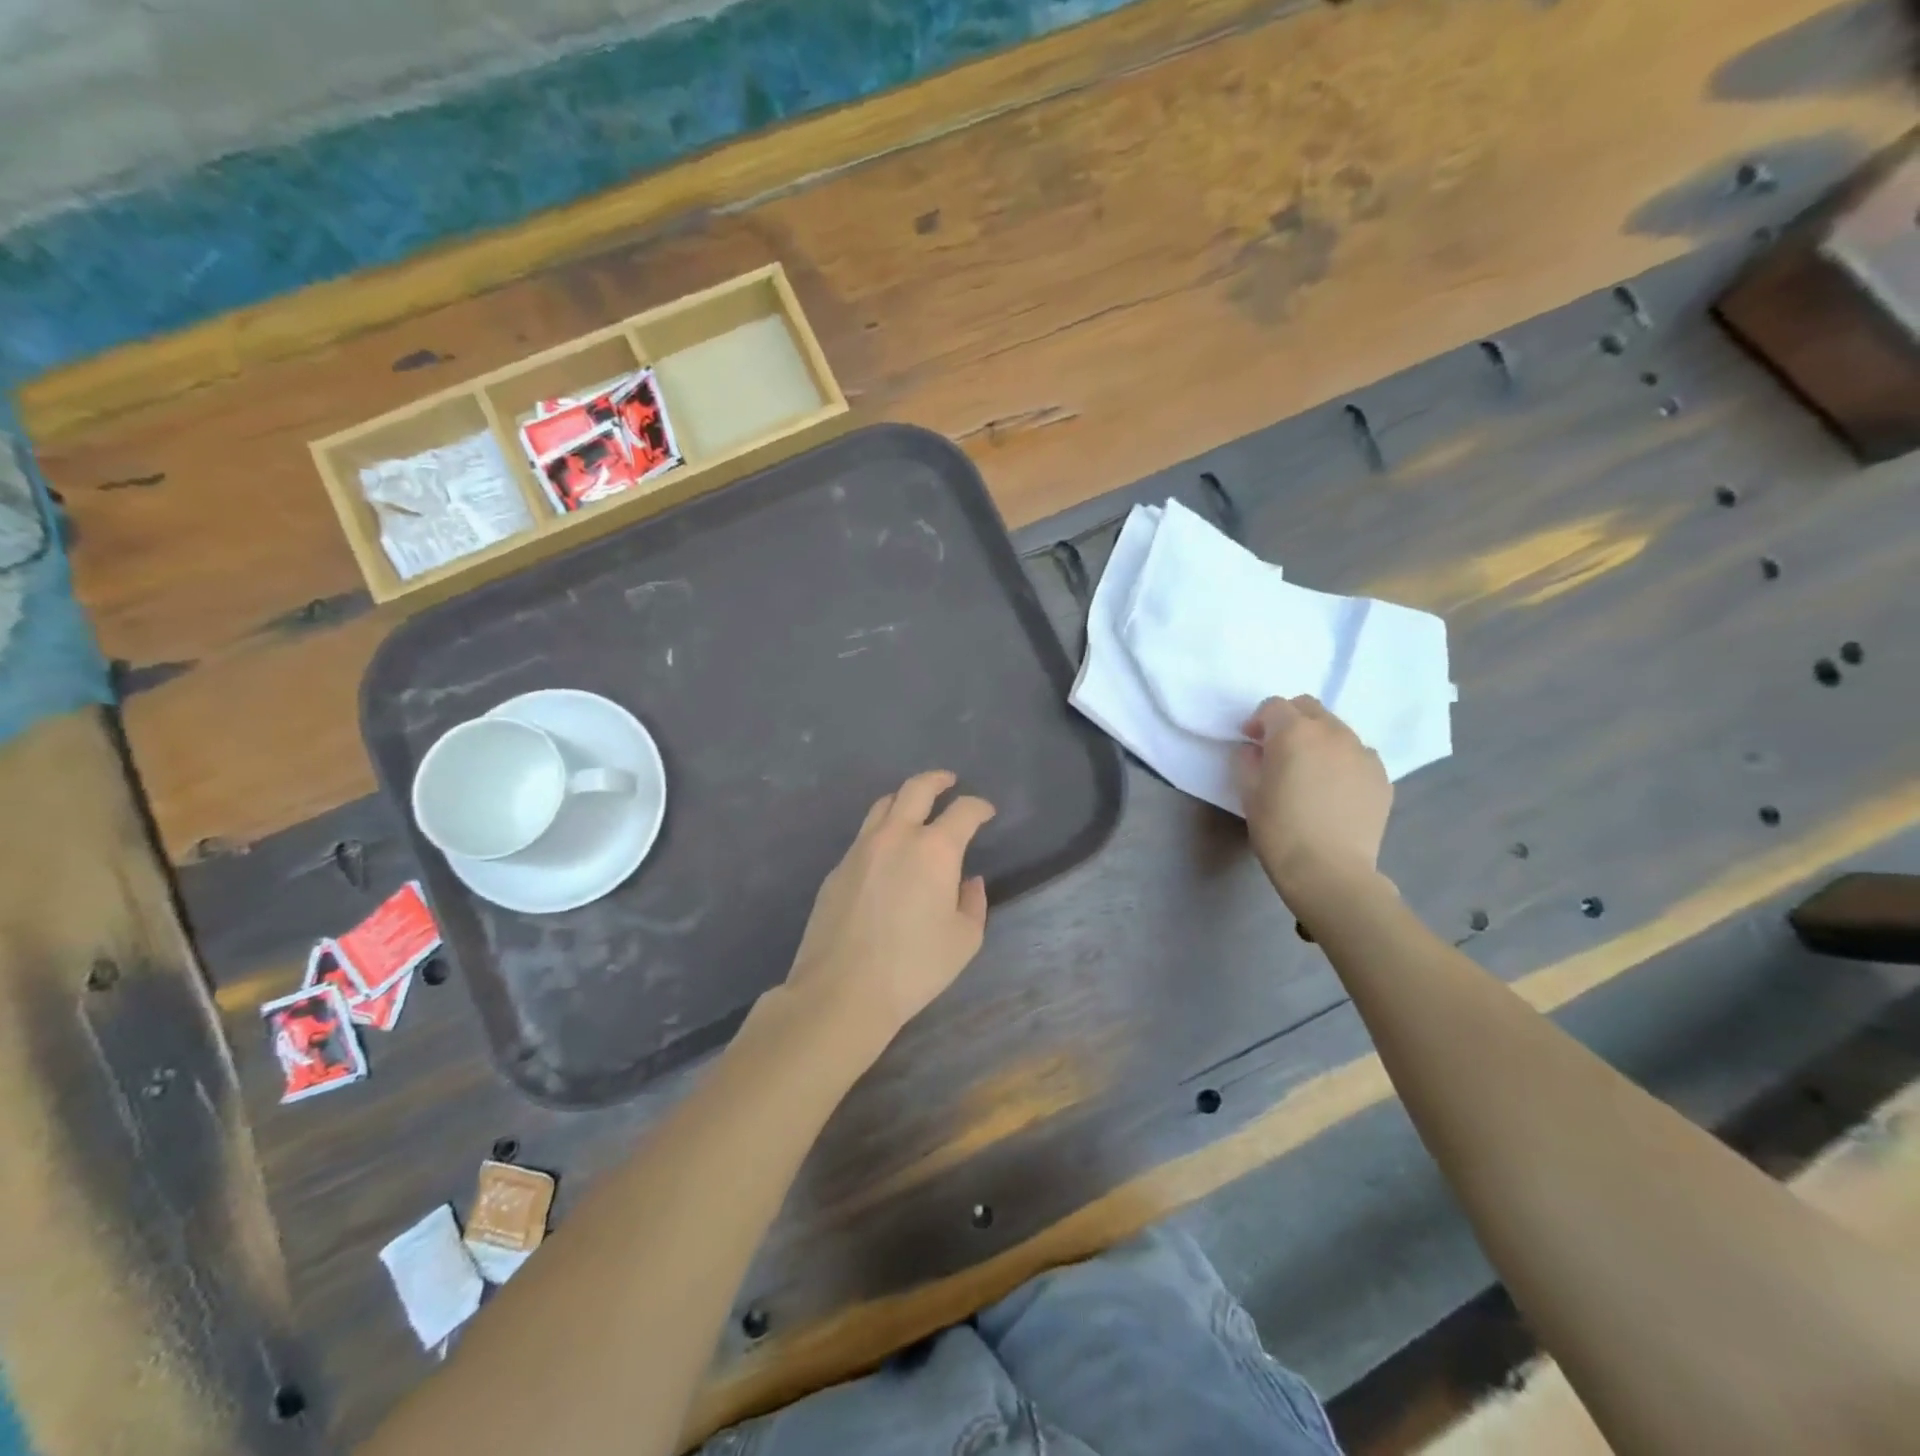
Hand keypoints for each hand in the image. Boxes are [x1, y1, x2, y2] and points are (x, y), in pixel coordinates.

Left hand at [787, 771, 995, 1045]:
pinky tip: (887, 855)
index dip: (980, 807)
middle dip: (938, 780)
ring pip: (883, 806)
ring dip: (904, 800)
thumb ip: (973, 903)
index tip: (986, 812)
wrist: (842, 990)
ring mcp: (860, 849)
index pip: (963, 811)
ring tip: (915, 809)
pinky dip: (882, 832)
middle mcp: (896, 837)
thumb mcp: (964, 940)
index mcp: (934, 849)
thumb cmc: (914, 967)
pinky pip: (863, 837)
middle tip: (949, 782)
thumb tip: (969, 881)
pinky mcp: (837, 869)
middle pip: (916, 788)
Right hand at [1233, 696, 1391, 900]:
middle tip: (1278, 749)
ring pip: (1336, 729)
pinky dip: (1342, 761)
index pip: (1273, 706)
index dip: (1257, 721)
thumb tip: (1255, 750)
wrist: (1329, 870)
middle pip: (1309, 708)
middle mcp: (1332, 732)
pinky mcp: (1381, 776)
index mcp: (1294, 732)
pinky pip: (1357, 755)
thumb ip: (1247, 761)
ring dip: (1318, 739)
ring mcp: (1362, 753)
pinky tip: (1333, 789)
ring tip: (1309, 770)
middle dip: (1289, 720)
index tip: (1250, 742)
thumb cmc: (1279, 830)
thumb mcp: (1248, 793)